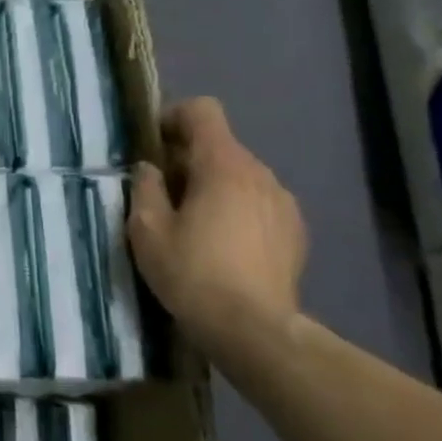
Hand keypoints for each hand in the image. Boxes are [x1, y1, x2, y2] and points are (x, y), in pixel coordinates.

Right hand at [128, 98, 307, 350]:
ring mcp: (284, 202)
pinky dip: (238, 210)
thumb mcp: (147, 229)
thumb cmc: (192, 272)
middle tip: (163, 195)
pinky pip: (259, 203)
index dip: (173, 118)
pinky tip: (224, 246)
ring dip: (214, 187)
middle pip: (220, 146)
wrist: (254, 330)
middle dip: (189, 160)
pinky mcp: (296, 231)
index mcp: (223, 165)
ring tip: (194, 224)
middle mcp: (260, 173)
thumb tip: (150, 168)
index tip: (153, 147)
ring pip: (241, 176)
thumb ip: (145, 188)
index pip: (202, 111)